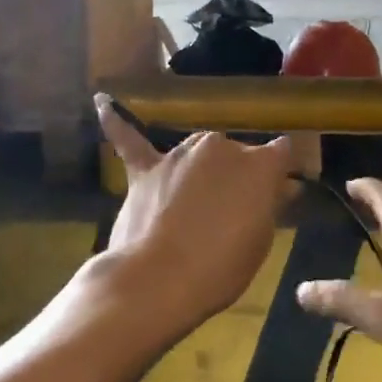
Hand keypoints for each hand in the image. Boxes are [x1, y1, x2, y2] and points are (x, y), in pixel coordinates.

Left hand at [94, 96, 293, 339]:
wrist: (159, 280)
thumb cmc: (221, 267)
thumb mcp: (260, 241)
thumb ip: (268, 205)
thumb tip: (279, 186)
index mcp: (259, 164)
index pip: (280, 153)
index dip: (279, 172)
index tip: (278, 191)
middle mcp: (221, 146)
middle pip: (236, 153)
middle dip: (236, 175)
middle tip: (232, 210)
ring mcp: (180, 154)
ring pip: (198, 152)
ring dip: (200, 169)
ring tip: (195, 201)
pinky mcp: (146, 169)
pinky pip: (130, 140)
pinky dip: (116, 121)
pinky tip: (102, 100)